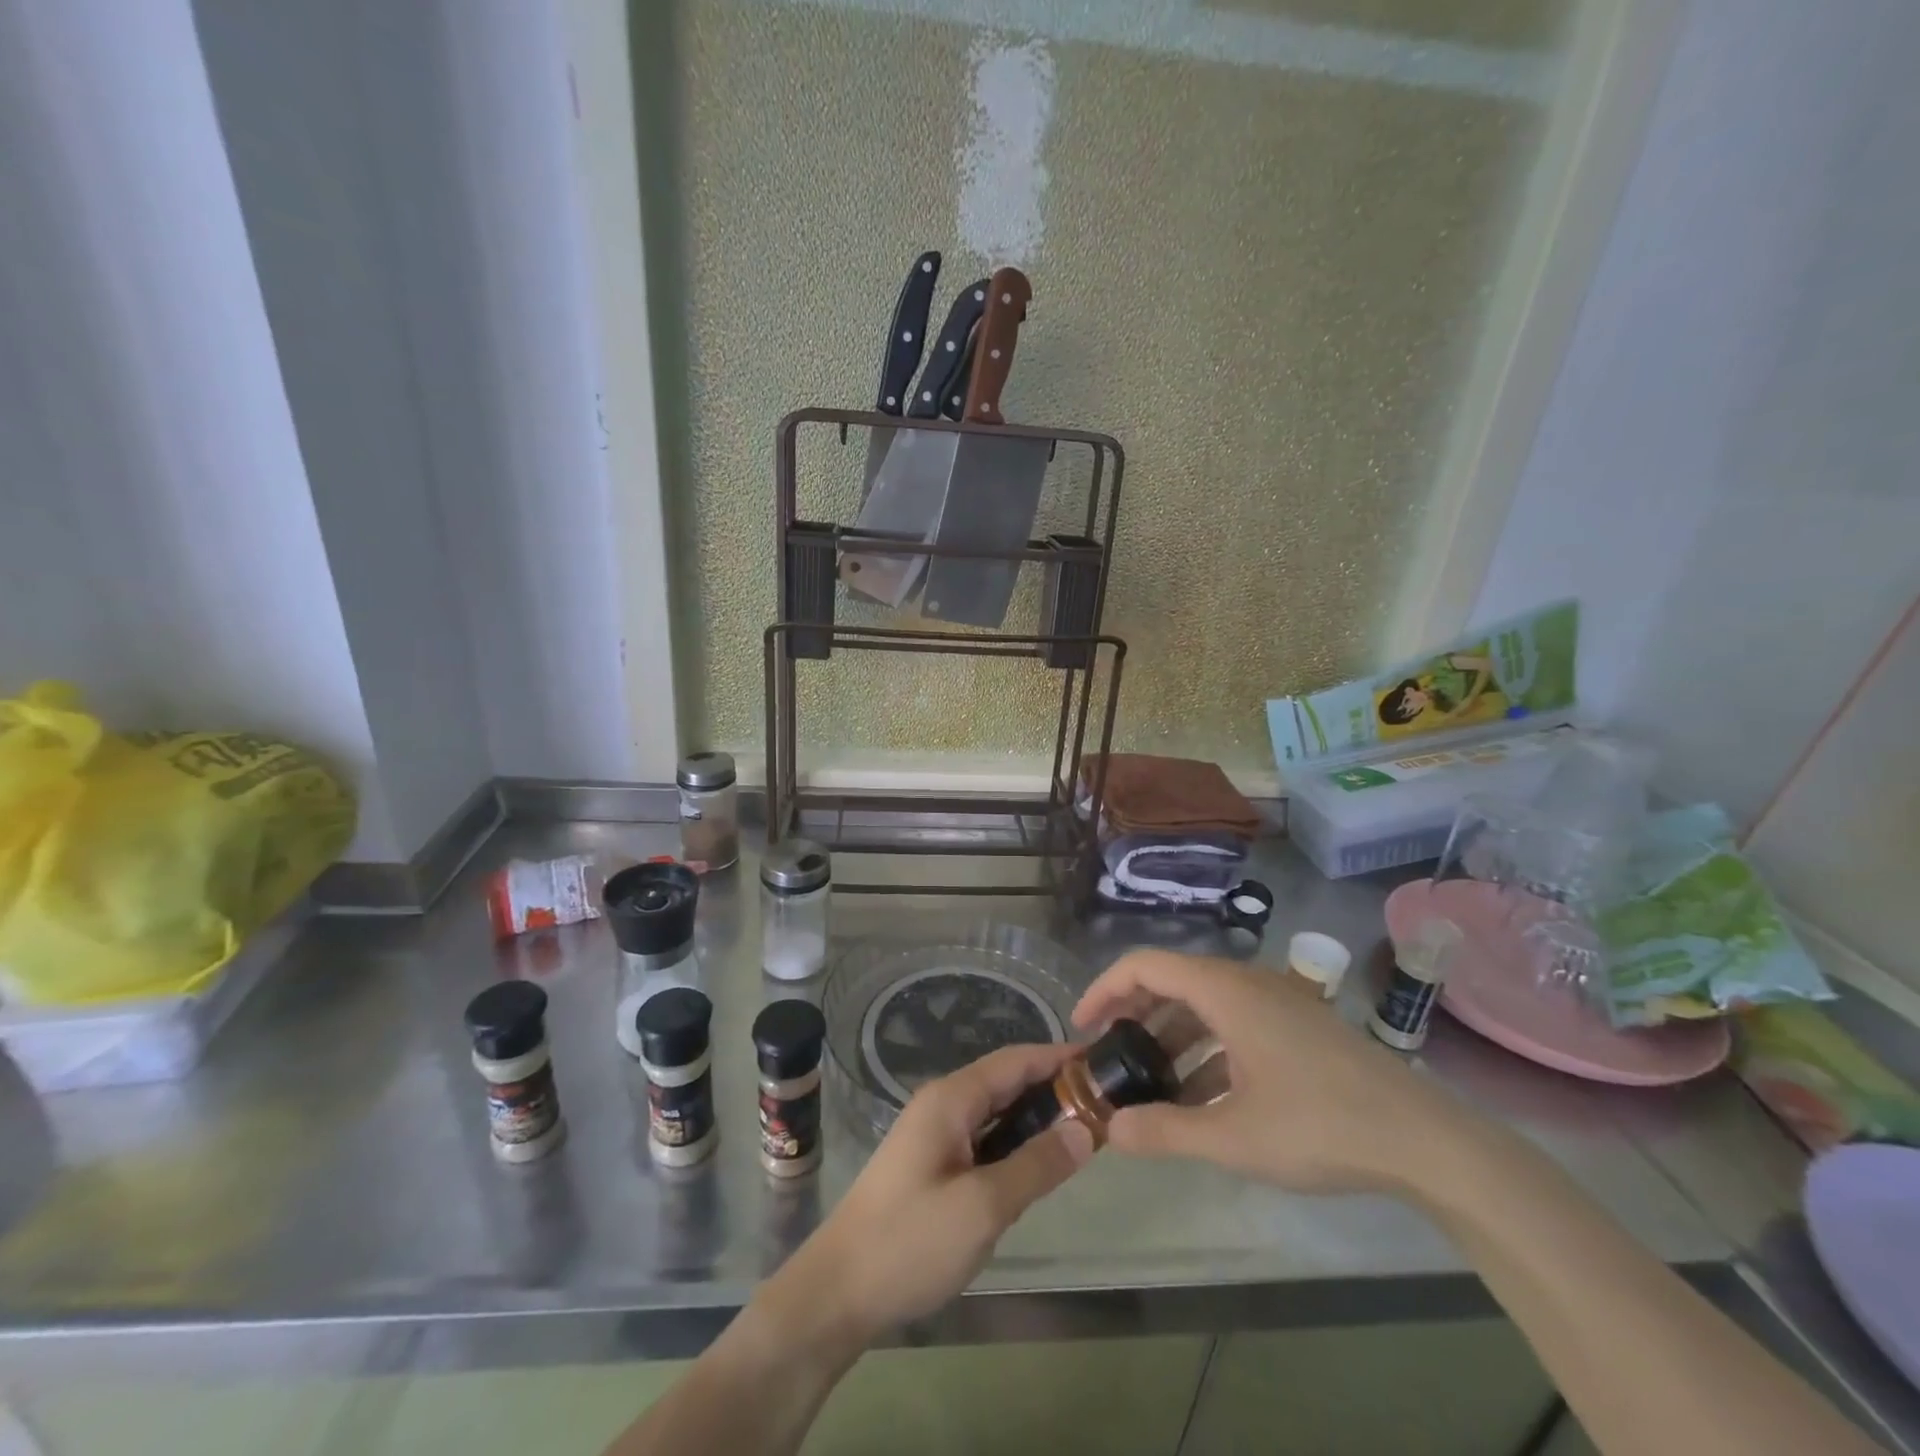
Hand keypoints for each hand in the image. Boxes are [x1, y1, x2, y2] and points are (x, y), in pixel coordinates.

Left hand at [772, 1043, 1094, 1345]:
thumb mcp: (983, 1207)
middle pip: (1006, 1081)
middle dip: (1053, 1087)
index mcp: (951, 1099)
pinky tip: (1038, 1163)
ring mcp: (934, 1134)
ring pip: (996, 1111)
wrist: (838, 1292)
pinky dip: (1015, 1141)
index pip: (1015, 1060)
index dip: (1059, 1057)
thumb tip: (1086, 1130)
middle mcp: (943, 1104)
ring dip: (1035, 1116)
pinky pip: (983, 1137)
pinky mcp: (932, 1164)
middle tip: (1105, 1103)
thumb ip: (1036, 1165)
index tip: (1104, 1063)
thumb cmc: (910, 1242)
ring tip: (1084, 1131)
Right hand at [1073, 948, 1455, 1194]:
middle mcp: (1246, 983)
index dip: (1103, 990)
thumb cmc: (1322, 1125)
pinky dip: (1206, 1051)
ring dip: (1170, 1039)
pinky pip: (1233, 1024)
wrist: (1425, 1141)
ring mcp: (1276, 1002)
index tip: (1081, 1028)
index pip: (1143, 966)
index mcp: (1225, 991)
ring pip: (1203, 1006)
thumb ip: (1166, 1131)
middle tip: (1109, 1058)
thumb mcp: (1234, 1137)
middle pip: (1171, 982)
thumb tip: (1109, 1129)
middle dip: (1134, 1017)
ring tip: (1148, 1085)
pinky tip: (1200, 1100)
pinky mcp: (1296, 1026)